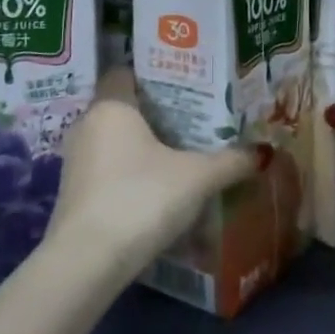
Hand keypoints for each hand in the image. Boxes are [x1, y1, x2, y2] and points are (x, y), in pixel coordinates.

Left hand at [46, 67, 260, 279]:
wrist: (88, 261)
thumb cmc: (141, 197)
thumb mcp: (196, 178)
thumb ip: (229, 161)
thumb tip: (262, 152)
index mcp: (111, 105)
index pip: (126, 73)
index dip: (153, 76)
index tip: (183, 86)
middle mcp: (87, 124)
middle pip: (122, 108)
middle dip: (153, 115)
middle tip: (191, 121)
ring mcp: (75, 160)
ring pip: (112, 141)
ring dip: (139, 148)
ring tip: (177, 156)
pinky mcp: (72, 193)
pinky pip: (105, 169)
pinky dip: (127, 173)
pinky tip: (153, 189)